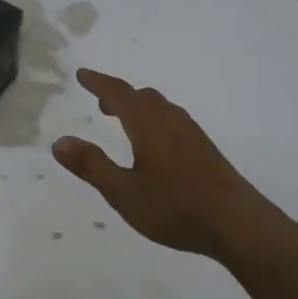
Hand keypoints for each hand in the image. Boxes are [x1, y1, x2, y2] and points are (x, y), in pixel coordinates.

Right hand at [52, 69, 287, 261]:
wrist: (237, 223)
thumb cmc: (176, 208)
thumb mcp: (124, 193)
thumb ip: (91, 166)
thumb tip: (60, 141)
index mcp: (149, 126)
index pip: (119, 94)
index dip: (99, 82)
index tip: (82, 75)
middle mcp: (172, 122)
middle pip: (142, 97)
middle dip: (119, 95)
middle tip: (100, 102)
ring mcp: (193, 135)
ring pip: (161, 108)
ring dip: (139, 107)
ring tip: (124, 121)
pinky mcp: (206, 150)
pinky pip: (174, 121)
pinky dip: (155, 120)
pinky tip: (156, 145)